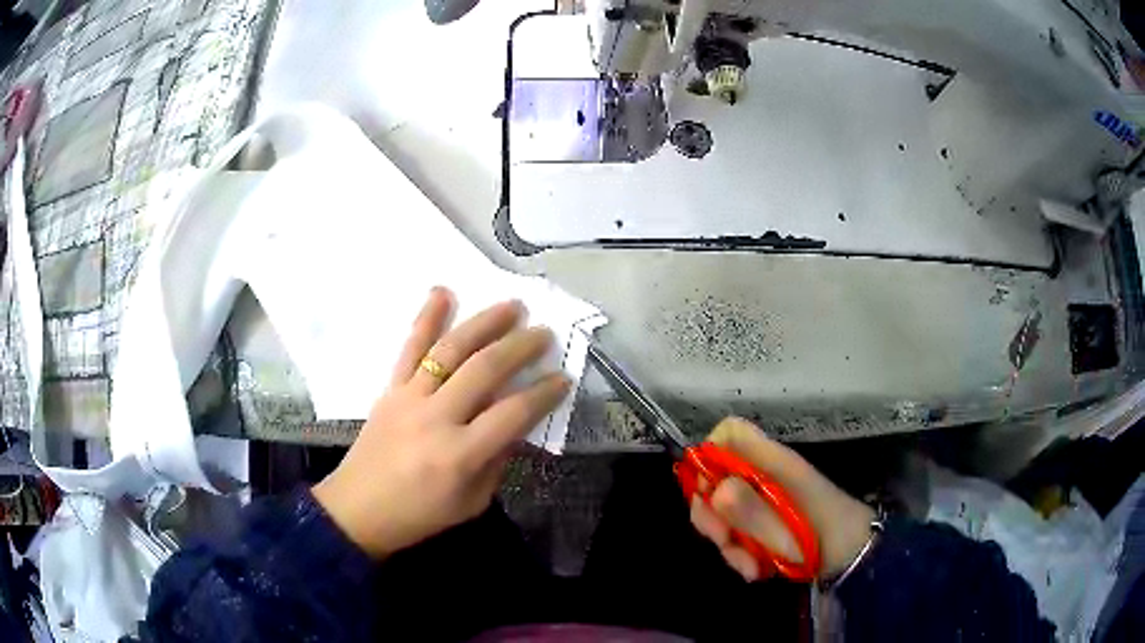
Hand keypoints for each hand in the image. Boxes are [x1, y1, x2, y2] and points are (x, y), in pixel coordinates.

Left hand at [312, 287, 570, 558]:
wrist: (358, 509)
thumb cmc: (419, 515)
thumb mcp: (471, 502)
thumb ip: (497, 461)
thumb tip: (517, 424)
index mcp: (460, 455)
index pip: (512, 414)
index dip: (543, 394)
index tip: (563, 378)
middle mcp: (436, 419)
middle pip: (484, 370)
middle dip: (520, 347)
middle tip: (543, 333)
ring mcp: (409, 398)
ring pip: (450, 350)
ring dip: (484, 323)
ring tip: (511, 306)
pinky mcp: (390, 389)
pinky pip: (410, 348)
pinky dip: (426, 318)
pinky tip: (442, 292)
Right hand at [689, 418, 875, 581]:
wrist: (855, 558)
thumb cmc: (825, 537)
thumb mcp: (787, 529)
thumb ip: (751, 510)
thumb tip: (714, 491)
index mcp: (772, 462)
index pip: (728, 434)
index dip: (709, 456)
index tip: (707, 492)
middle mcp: (764, 475)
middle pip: (716, 478)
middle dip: (711, 513)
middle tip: (723, 539)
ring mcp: (765, 500)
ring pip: (724, 513)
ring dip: (728, 543)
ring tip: (750, 566)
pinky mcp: (767, 524)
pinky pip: (739, 534)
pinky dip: (742, 554)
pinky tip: (758, 570)